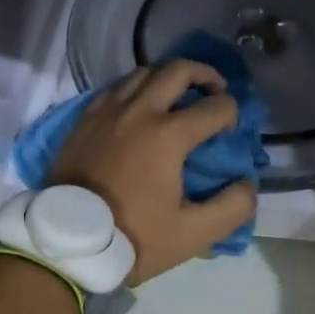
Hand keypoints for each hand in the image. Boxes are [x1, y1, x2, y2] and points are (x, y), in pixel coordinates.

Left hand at [50, 59, 259, 285]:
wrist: (66, 243)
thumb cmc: (132, 237)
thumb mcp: (192, 235)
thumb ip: (231, 208)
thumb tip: (247, 183)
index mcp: (168, 135)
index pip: (215, 106)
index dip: (232, 113)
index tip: (231, 129)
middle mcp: (139, 110)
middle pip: (178, 70)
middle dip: (205, 74)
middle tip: (215, 90)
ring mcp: (108, 110)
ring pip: (144, 71)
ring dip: (168, 77)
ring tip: (178, 95)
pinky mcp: (85, 117)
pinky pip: (116, 87)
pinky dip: (137, 88)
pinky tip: (140, 106)